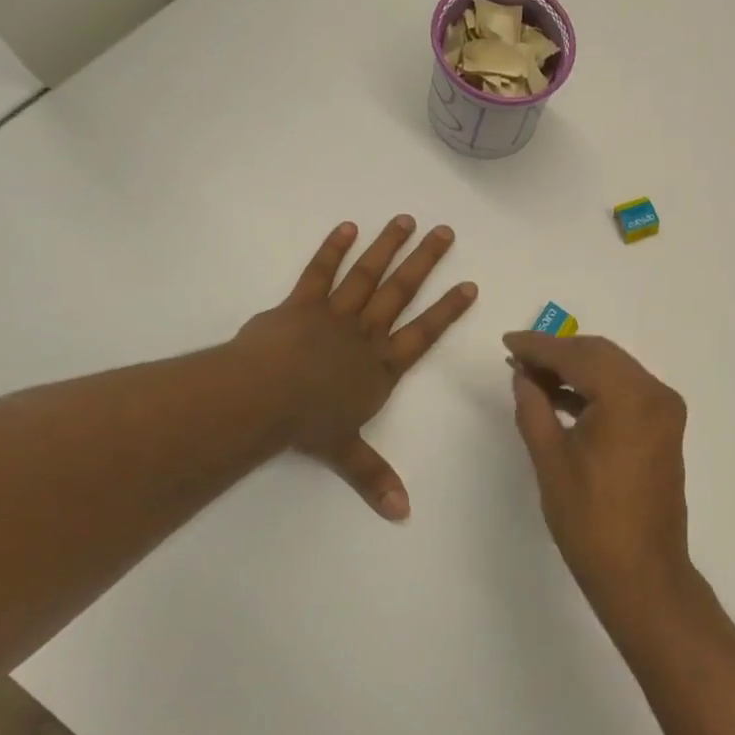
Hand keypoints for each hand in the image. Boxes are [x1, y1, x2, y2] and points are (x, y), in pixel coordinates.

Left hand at [235, 217, 476, 519]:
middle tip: (445, 231)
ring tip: (405, 220)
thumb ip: (375, 478)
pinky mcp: (300, 304)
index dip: (447, 310)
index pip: (423, 334)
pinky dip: (332, 249)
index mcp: (381, 367)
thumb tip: (403, 515)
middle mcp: (365, 335)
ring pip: (367, 276)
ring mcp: (333, 315)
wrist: (265, 398)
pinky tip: (346, 227)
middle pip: (400, 293)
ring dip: (387, 247)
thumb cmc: (310, 424)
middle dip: (424, 262)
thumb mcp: (346, 454)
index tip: (468, 284)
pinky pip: (318, 273)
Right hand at [503, 333, 690, 610]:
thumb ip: (534, 408)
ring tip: (533, 377)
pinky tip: (562, 397)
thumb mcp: (551, 460)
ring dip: (576, 369)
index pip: (578, 355)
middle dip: (558, 353)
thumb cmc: (591, 520)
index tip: (507, 342)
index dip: (539, 346)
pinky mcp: (664, 428)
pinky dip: (596, 389)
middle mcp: (655, 393)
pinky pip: (626, 392)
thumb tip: (523, 375)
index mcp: (630, 397)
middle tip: (518, 358)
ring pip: (614, 370)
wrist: (642, 573)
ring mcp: (665, 411)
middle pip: (600, 355)